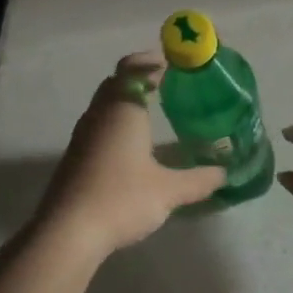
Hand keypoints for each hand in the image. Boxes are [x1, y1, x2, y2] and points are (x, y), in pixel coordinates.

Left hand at [32, 53, 225, 260]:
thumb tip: (224, 174)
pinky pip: (99, 124)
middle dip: (139, 78)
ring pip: (105, 104)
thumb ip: (198, 180)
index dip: (149, 61)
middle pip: (116, 82)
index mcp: (122, 109)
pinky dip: (116, 121)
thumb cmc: (121, 198)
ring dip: (126, 101)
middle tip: (166, 84)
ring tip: (153, 112)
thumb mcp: (168, 191)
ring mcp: (83, 134)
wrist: (67, 231)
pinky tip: (132, 144)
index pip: (131, 68)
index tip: (172, 65)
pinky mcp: (76, 155)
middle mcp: (100, 113)